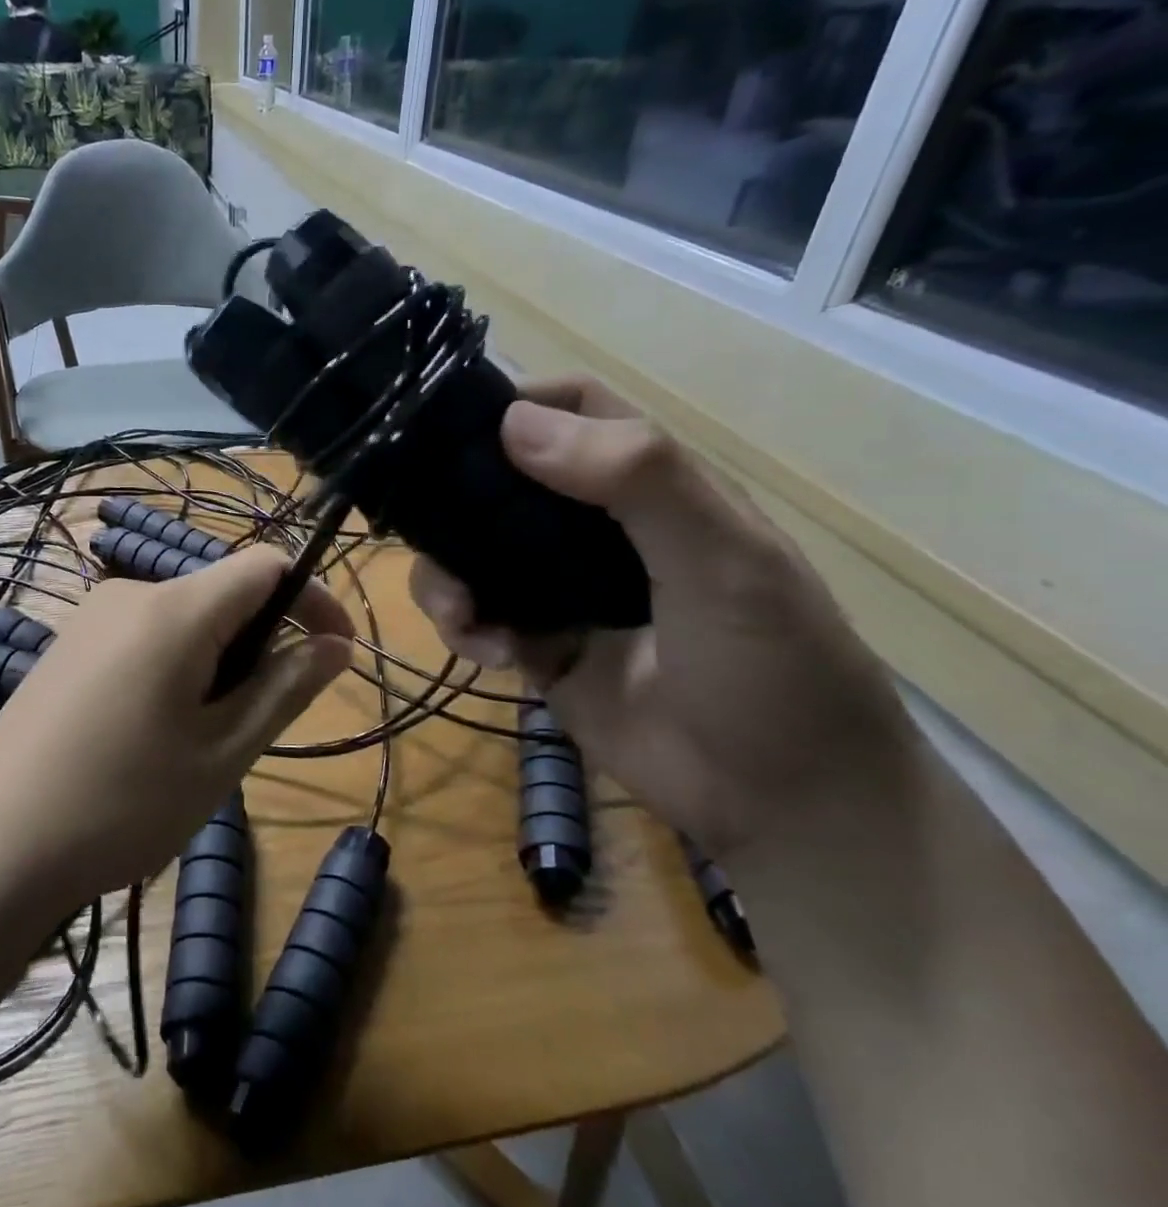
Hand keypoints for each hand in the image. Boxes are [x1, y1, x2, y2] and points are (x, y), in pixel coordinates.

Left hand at [0, 547, 354, 906]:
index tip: (339, 653)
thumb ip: (285, 687)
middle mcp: (131, 593)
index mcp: (175, 609)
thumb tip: (337, 644)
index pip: (266, 566)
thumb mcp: (223, 752)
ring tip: (203, 738)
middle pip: (224, 593)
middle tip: (257, 722)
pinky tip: (154, 732)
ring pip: (186, 619)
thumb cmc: (124, 802)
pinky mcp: (69, 645)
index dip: (314, 599)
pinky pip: (147, 636)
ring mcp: (92, 617)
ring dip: (219, 661)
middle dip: (262, 643)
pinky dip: (178, 667)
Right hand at [411, 377, 916, 853]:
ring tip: (459, 612)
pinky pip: (476, 614)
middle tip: (426, 528)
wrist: (781, 803)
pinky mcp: (537, 644)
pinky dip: (462, 625)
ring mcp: (561, 587)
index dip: (518, 403)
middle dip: (455, 501)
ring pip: (472, 550)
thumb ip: (636, 479)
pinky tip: (485, 652)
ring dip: (446, 573)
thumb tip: (513, 422)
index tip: (453, 431)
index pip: (576, 409)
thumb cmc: (773, 668)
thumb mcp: (722, 561)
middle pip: (502, 481)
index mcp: (649, 485)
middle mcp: (596, 526)